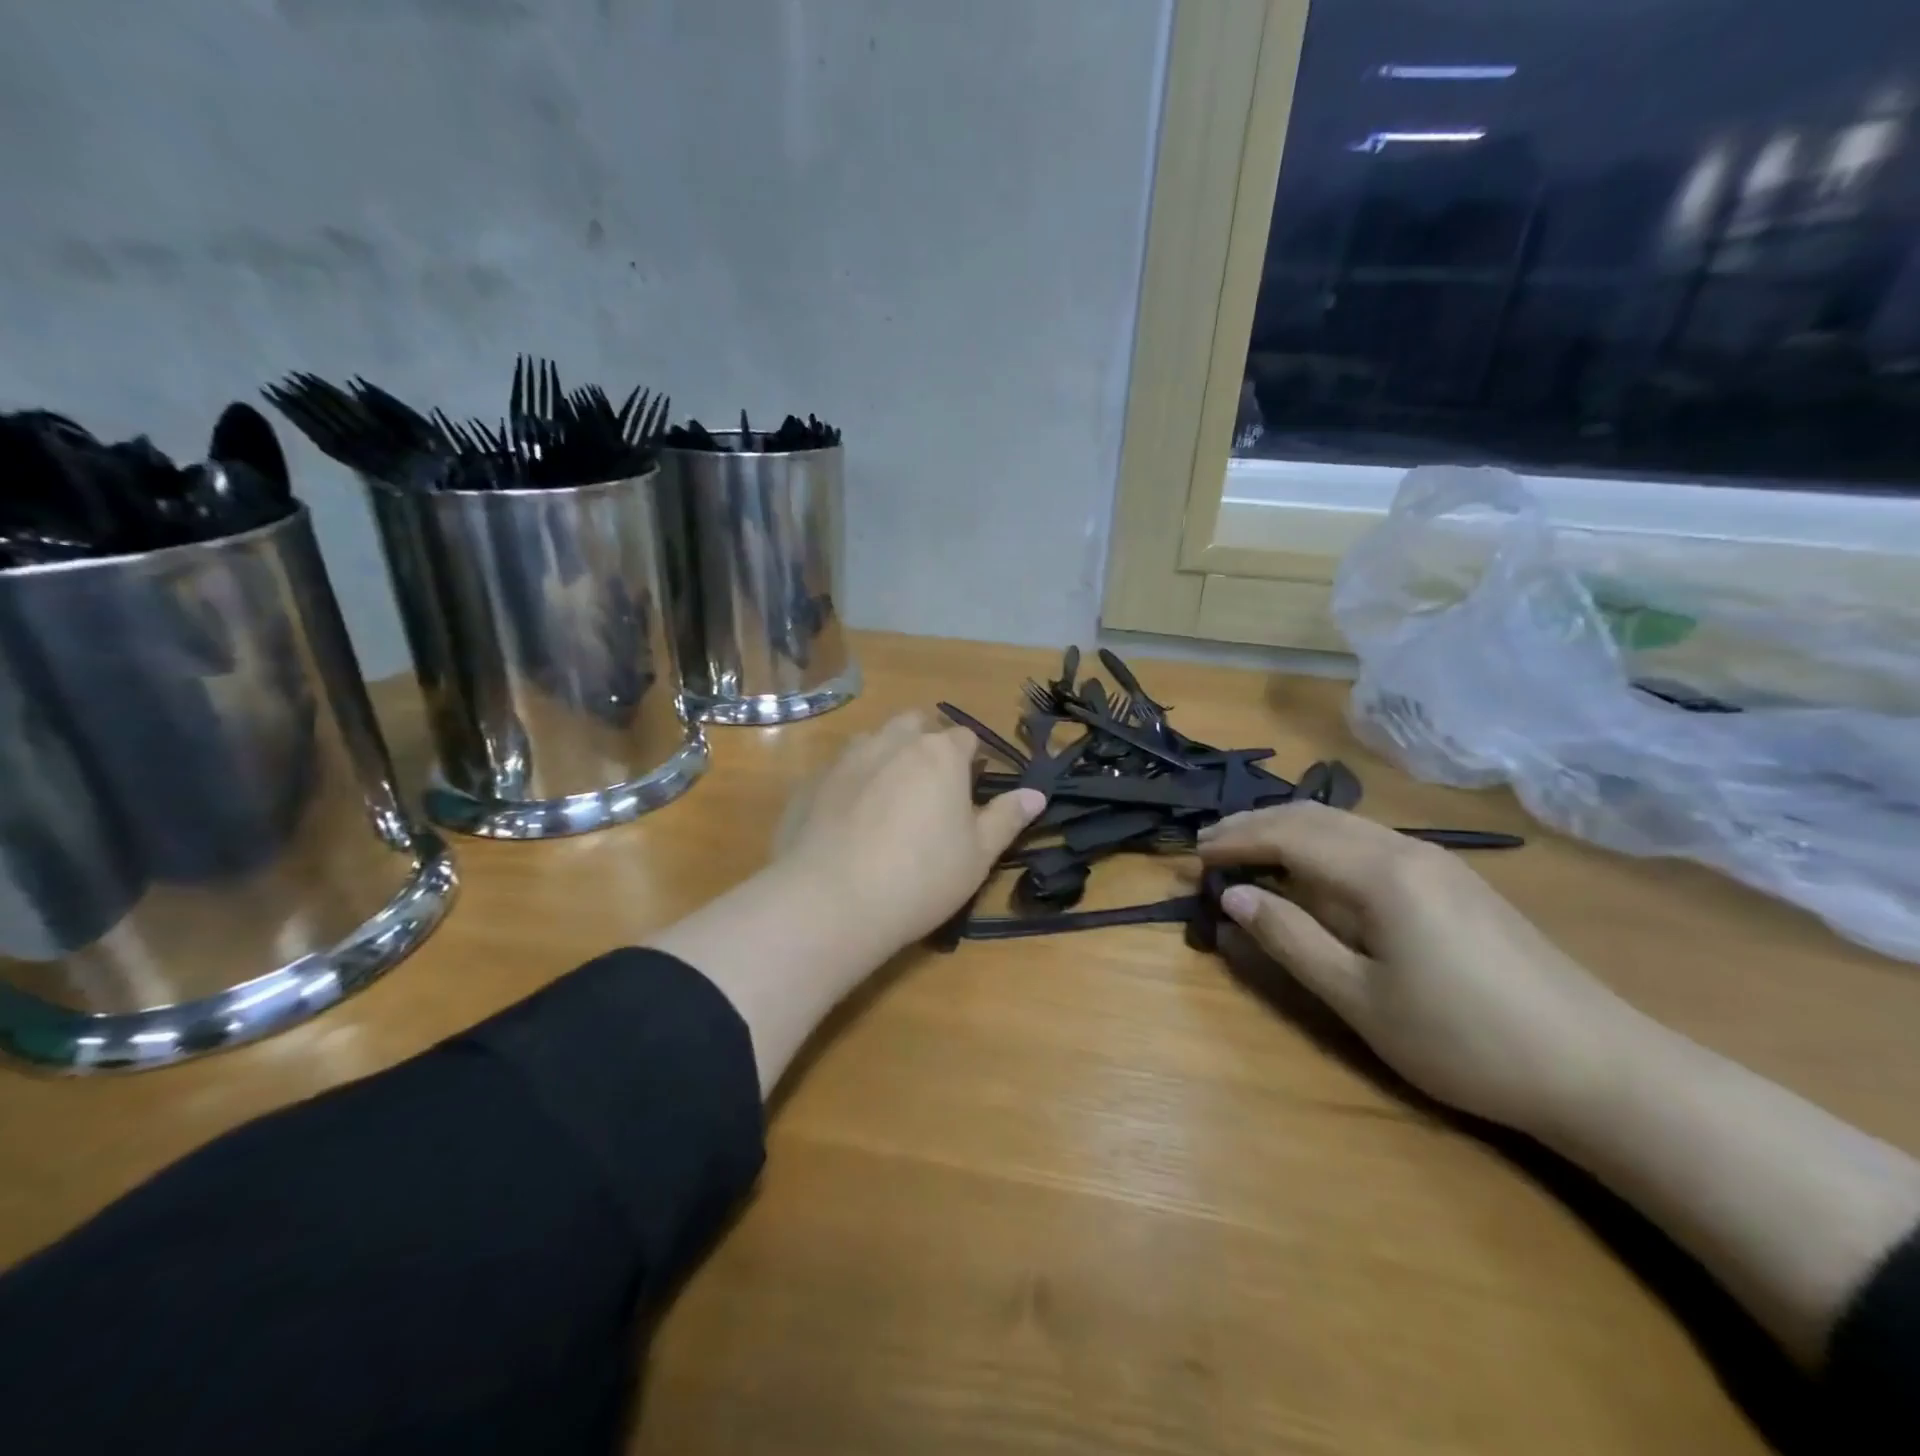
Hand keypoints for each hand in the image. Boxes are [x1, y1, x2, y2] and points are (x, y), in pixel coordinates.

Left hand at [774, 711, 1045, 959]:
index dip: (971, 761)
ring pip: (873, 742)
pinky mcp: (810, 781)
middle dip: (926, 744)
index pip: (965, 737)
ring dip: (885, 757)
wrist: (831, 902)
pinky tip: (847, 823)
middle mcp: (891, 741)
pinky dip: (849, 784)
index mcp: (939, 754)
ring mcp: (845, 758)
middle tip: (929, 790)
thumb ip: (1006, 818)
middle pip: (915, 725)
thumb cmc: (920, 878)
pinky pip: (838, 771)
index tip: (969, 791)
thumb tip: (1036, 794)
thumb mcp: (978, 855)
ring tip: (887, 802)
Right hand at [1197, 803, 1636, 1134]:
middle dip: (1255, 825)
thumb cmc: (1465, 1040)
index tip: (1193, 856)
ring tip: (1249, 851)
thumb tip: (1236, 897)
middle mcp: (1406, 849)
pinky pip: (1370, 841)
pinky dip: (1323, 844)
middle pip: (1314, 817)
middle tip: (1209, 846)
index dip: (1236, 841)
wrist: (1600, 1069)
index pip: (1288, 835)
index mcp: (1380, 873)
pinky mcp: (1456, 881)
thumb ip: (1291, 940)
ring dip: (1289, 830)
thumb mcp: (1360, 999)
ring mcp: (1438, 861)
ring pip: (1344, 824)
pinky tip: (1315, 869)